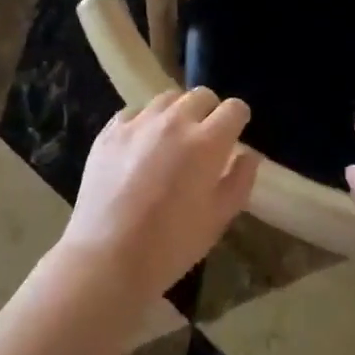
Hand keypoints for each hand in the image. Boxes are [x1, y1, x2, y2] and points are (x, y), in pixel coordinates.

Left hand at [58, 87, 261, 300]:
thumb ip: (239, 181)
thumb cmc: (169, 246)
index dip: (238, 120)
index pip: (234, 109)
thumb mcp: (217, 220)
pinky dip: (144, 123)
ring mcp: (139, 122)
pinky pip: (135, 112)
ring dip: (177, 113)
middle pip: (201, 95)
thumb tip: (248, 154)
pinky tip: (139, 148)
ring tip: (171, 140)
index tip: (233, 137)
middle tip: (203, 140)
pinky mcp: (110, 130)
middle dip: (209, 112)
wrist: (106, 258)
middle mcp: (174, 121)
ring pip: (168, 98)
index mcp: (206, 143)